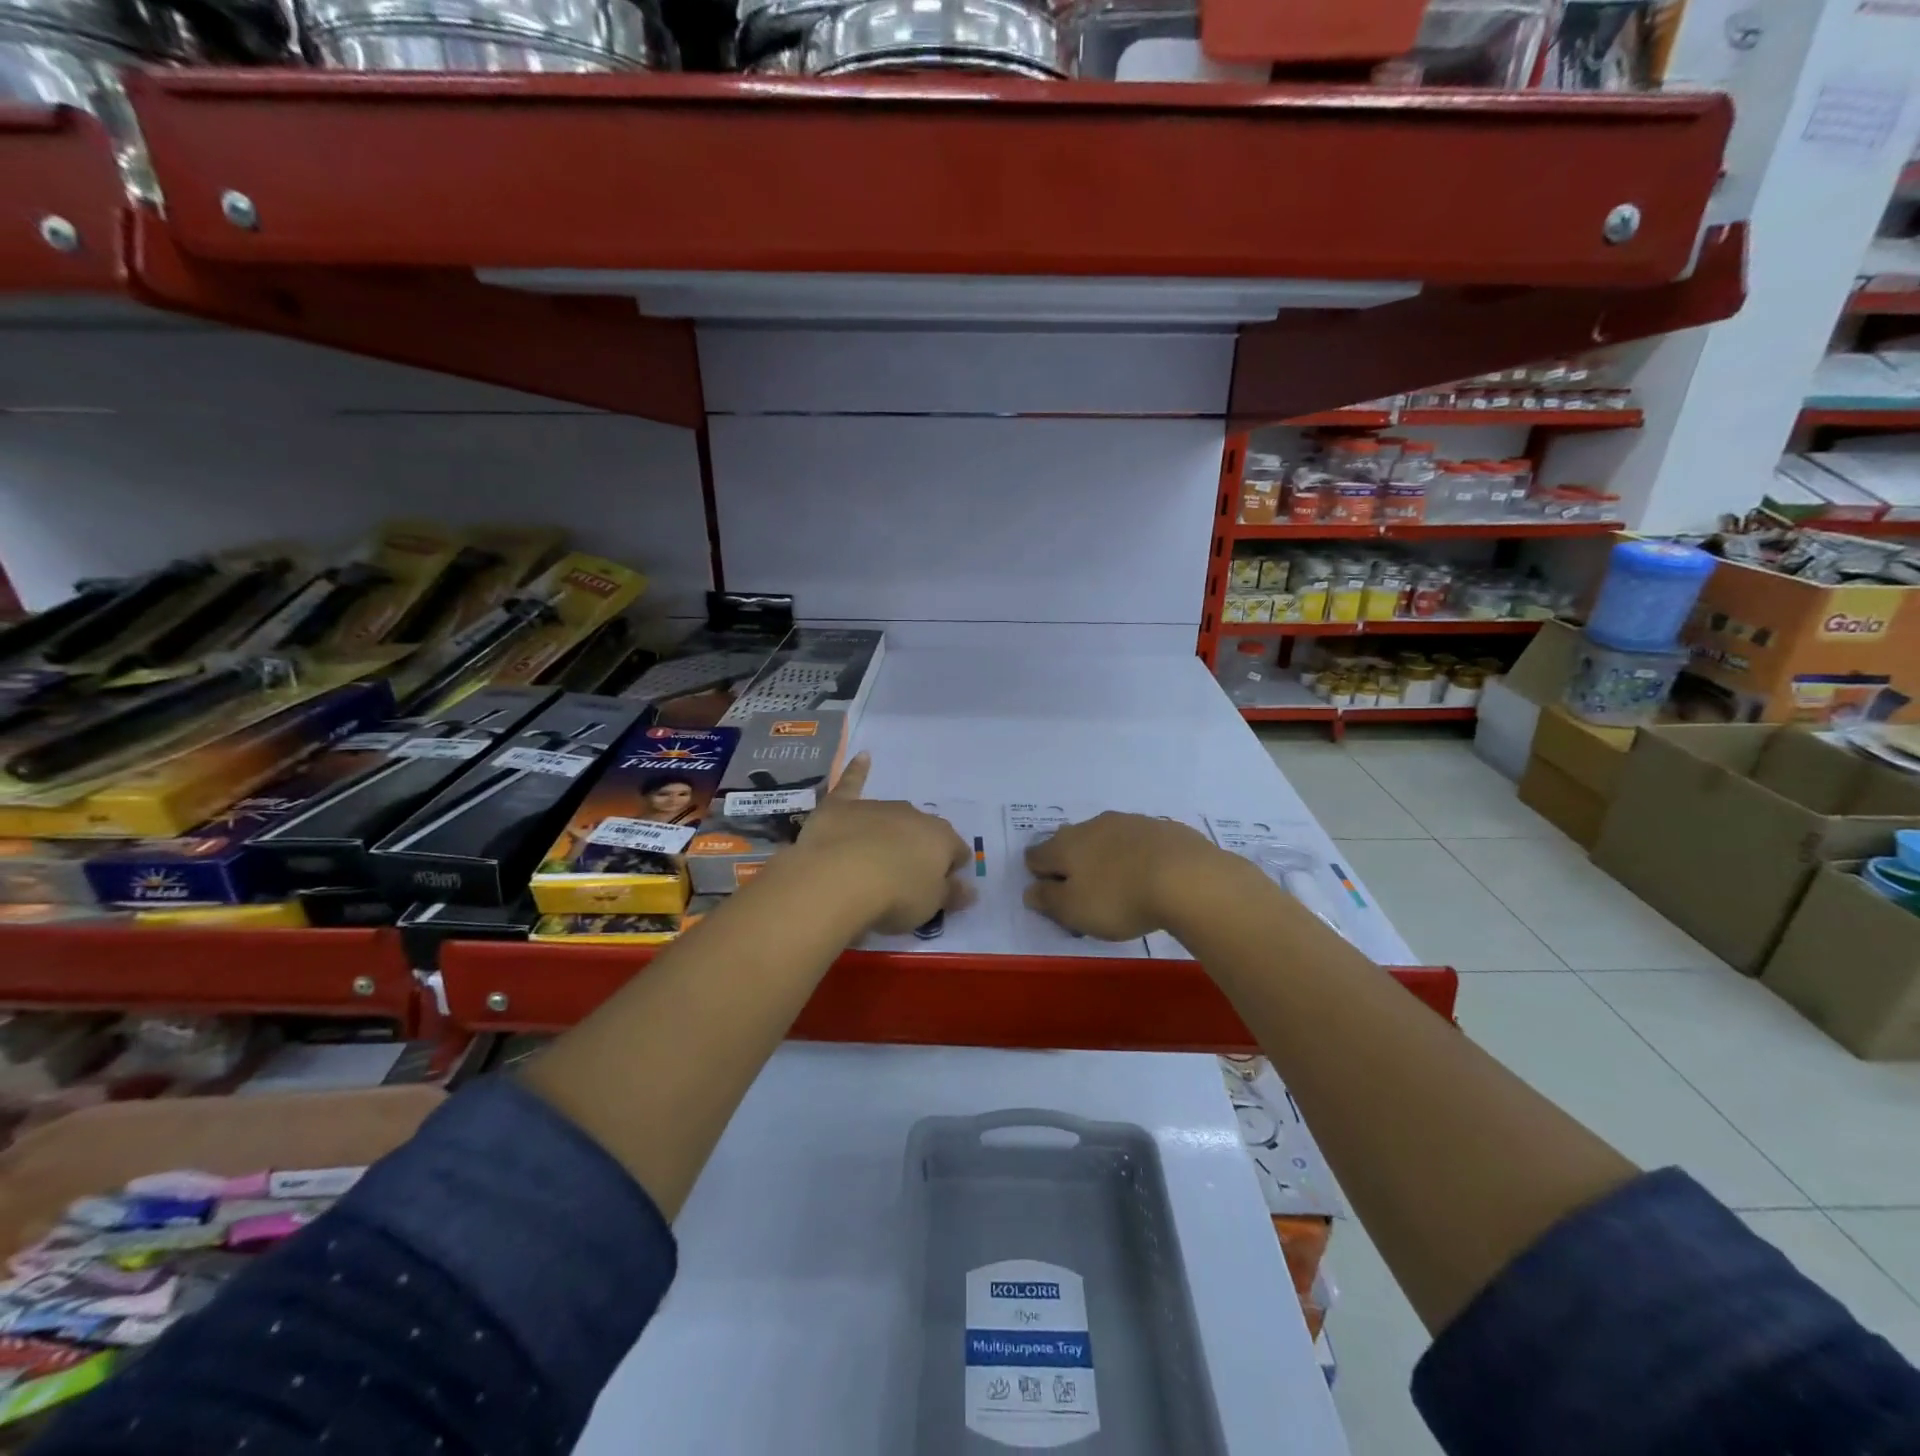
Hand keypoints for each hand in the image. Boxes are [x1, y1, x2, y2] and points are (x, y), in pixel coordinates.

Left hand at [794, 753, 971, 934]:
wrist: (839, 878)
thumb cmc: (895, 896)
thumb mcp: (930, 906)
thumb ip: (951, 895)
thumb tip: (971, 889)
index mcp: (941, 838)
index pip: (957, 851)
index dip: (951, 869)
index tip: (941, 888)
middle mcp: (913, 815)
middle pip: (923, 831)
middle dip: (919, 849)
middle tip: (906, 878)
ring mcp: (877, 807)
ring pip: (892, 816)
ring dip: (891, 830)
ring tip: (878, 857)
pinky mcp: (842, 806)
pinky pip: (853, 783)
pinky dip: (858, 771)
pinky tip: (863, 757)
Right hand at [1023, 812, 1239, 939]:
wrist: (1188, 878)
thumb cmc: (1120, 899)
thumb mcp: (1074, 910)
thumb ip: (1048, 900)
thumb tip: (1030, 890)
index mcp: (1065, 845)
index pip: (1036, 855)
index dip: (1038, 875)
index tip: (1052, 896)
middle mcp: (1092, 825)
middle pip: (1071, 842)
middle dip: (1072, 863)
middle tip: (1086, 891)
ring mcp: (1129, 822)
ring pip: (1106, 838)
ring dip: (1106, 856)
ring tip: (1121, 884)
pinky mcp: (1162, 827)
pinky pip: (1139, 841)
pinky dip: (1137, 855)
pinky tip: (1151, 875)